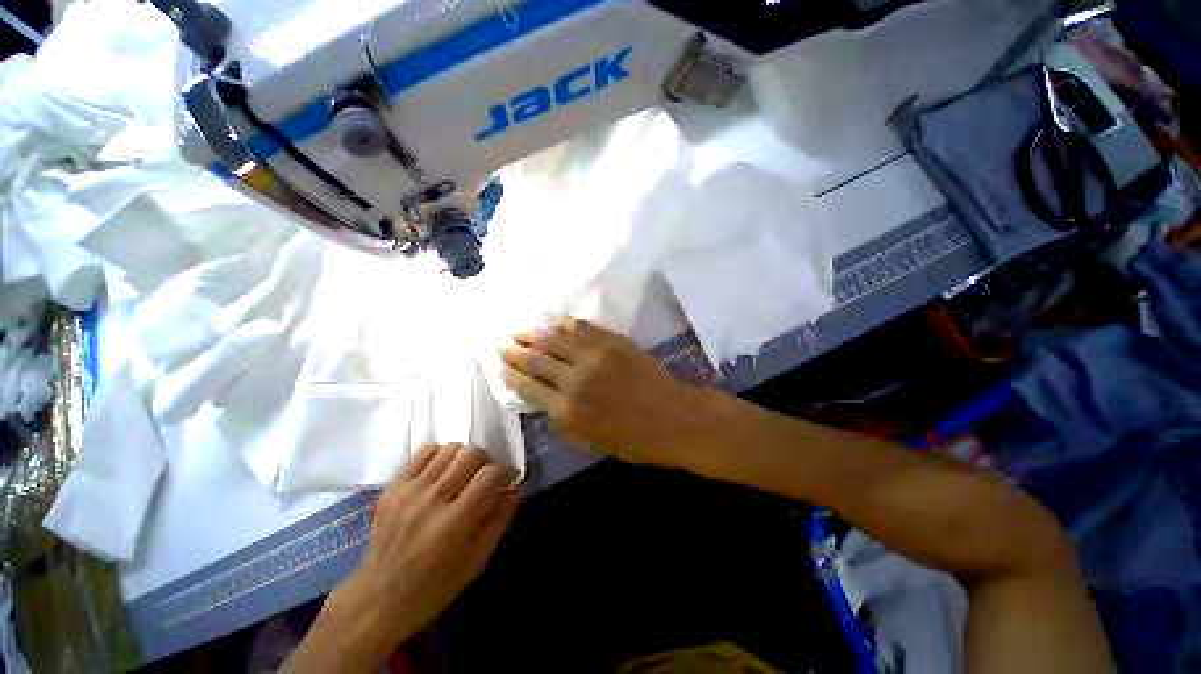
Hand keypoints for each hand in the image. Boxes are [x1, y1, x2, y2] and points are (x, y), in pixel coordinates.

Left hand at [284, 444, 520, 672]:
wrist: (378, 597)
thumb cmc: (435, 586)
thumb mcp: (477, 560)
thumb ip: (501, 519)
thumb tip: (518, 485)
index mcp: (454, 524)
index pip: (490, 475)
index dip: (506, 471)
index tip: (509, 478)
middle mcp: (431, 500)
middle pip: (472, 453)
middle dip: (486, 462)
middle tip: (484, 478)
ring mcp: (408, 490)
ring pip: (450, 448)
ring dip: (463, 458)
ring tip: (462, 476)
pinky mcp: (393, 486)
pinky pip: (424, 451)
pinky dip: (439, 454)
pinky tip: (441, 472)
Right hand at [500, 318, 701, 463]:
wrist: (672, 417)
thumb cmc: (632, 439)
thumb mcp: (589, 441)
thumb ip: (561, 420)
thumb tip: (541, 399)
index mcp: (566, 411)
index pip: (527, 386)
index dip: (511, 374)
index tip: (502, 365)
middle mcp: (574, 379)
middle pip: (536, 359)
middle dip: (516, 351)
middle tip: (504, 344)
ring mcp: (593, 355)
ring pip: (554, 339)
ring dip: (533, 333)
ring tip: (520, 330)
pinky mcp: (611, 341)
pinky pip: (581, 327)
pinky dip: (563, 323)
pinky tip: (552, 321)